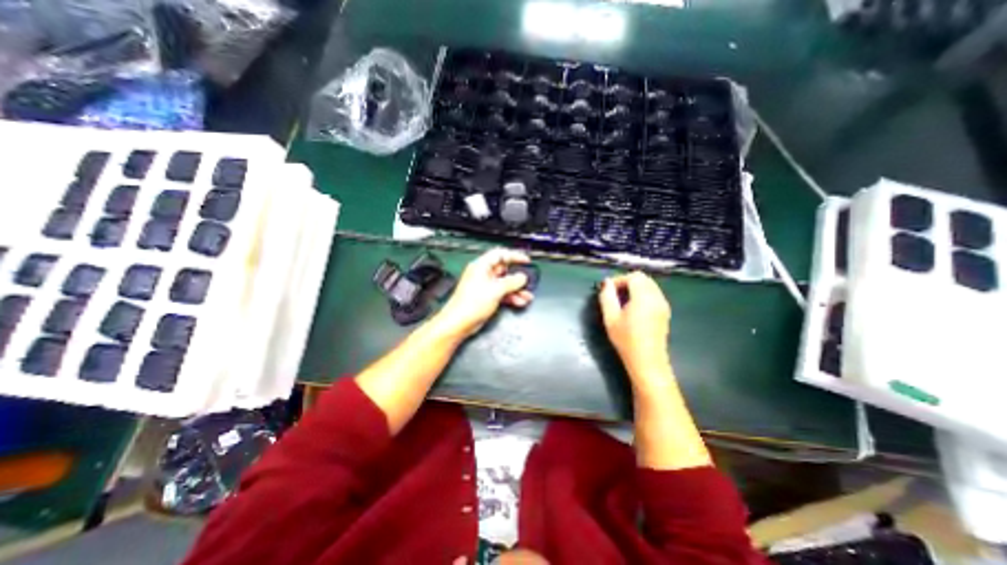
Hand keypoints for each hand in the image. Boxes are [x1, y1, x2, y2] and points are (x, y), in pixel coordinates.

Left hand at [432, 245, 533, 335]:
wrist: (459, 323)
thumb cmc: (470, 304)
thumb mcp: (496, 290)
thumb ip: (511, 282)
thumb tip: (522, 277)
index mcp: (481, 266)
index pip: (500, 254)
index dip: (514, 255)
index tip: (525, 261)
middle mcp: (483, 274)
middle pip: (504, 270)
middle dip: (517, 276)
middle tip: (527, 280)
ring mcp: (485, 286)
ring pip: (505, 283)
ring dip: (517, 289)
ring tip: (527, 295)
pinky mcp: (486, 297)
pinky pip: (502, 293)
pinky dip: (511, 297)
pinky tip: (520, 301)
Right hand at [602, 271, 669, 386]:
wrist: (647, 362)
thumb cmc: (626, 340)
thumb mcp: (610, 318)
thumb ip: (607, 297)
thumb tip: (606, 283)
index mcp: (644, 297)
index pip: (633, 277)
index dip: (619, 279)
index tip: (607, 290)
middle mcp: (657, 297)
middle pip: (643, 278)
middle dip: (626, 282)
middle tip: (613, 293)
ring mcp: (663, 305)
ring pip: (649, 285)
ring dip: (635, 288)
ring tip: (621, 301)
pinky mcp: (665, 312)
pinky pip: (653, 294)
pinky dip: (642, 294)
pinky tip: (632, 308)